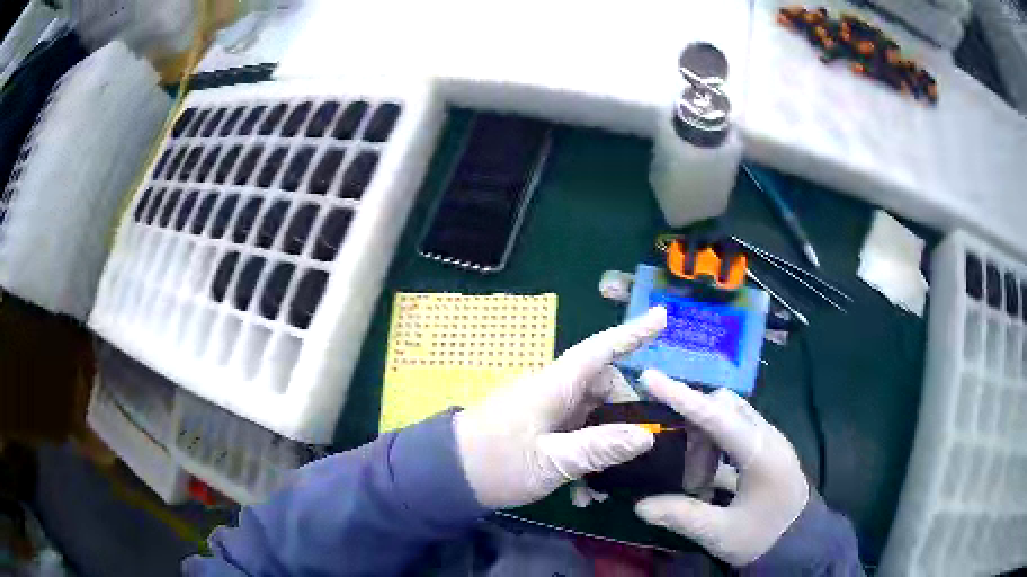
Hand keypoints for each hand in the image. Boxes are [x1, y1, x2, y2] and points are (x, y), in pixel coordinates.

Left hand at [454, 307, 666, 508]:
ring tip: (604, 487)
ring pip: (591, 417)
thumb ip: (600, 448)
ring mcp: (545, 411)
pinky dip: (583, 459)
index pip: (601, 350)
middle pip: (603, 389)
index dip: (633, 333)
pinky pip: (574, 435)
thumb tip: (646, 436)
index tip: (663, 318)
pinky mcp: (538, 430)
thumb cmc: (496, 463)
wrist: (446, 477)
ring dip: (603, 448)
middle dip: (624, 418)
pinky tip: (584, 494)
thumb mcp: (552, 461)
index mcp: (555, 386)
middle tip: (636, 452)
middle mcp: (553, 391)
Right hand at [633, 370, 809, 566]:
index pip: (716, 416)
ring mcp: (768, 440)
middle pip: (723, 407)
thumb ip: (682, 516)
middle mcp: (766, 436)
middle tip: (685, 476)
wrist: (801, 542)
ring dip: (704, 442)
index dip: (681, 396)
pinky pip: (735, 430)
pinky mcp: (766, 448)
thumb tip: (640, 505)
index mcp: (760, 452)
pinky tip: (706, 479)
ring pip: (729, 417)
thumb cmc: (765, 537)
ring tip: (697, 484)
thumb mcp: (721, 533)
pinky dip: (714, 446)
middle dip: (695, 430)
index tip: (649, 377)